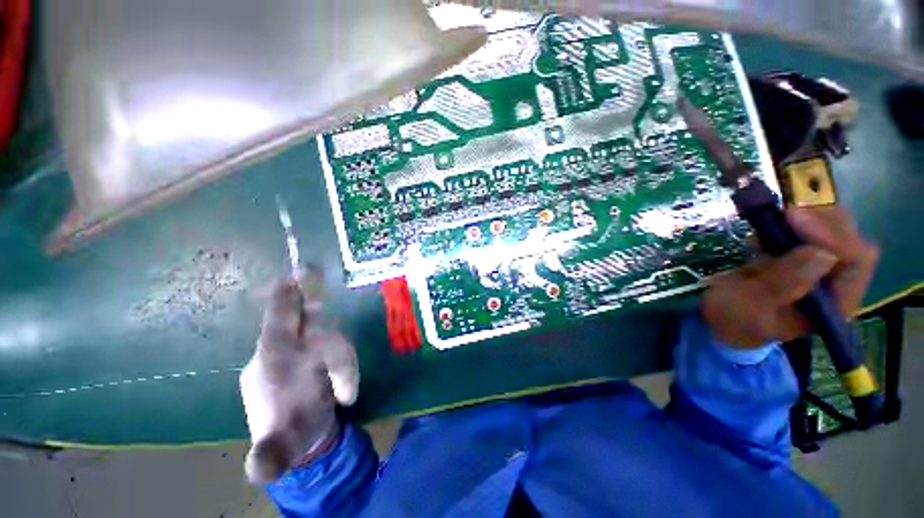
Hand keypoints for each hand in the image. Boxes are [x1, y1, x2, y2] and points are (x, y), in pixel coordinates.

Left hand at [239, 268, 358, 482]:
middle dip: (332, 345)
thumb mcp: (278, 448)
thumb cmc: (288, 435)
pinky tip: (345, 394)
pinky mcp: (325, 352)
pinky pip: (343, 347)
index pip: (277, 325)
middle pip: (316, 327)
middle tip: (341, 384)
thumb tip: (258, 471)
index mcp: (269, 364)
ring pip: (336, 339)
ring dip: (345, 370)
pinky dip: (348, 369)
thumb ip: (270, 455)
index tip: (295, 273)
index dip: (285, 299)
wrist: (305, 436)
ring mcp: (309, 349)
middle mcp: (287, 350)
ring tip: (344, 399)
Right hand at [702, 206, 878, 347]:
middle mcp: (836, 285)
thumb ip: (782, 285)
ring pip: (835, 232)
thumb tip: (821, 254)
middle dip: (823, 222)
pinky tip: (770, 227)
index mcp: (833, 305)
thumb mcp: (750, 306)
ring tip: (775, 220)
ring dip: (809, 219)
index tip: (793, 219)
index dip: (832, 236)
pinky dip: (794, 222)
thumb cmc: (733, 319)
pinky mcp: (801, 258)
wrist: (717, 319)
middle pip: (850, 241)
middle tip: (785, 213)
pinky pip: (812, 232)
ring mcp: (819, 269)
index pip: (855, 262)